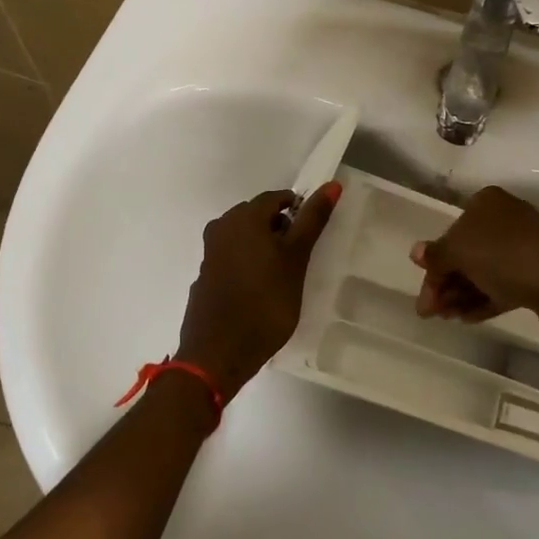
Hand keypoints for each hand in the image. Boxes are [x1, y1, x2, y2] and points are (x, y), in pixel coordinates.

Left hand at [175, 184, 340, 399]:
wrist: (218, 353)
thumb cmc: (265, 302)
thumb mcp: (296, 259)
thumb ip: (312, 221)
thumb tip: (332, 184)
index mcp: (242, 217)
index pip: (277, 198)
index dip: (299, 212)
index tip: (312, 236)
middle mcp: (221, 227)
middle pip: (258, 216)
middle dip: (281, 229)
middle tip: (300, 257)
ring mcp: (210, 254)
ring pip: (245, 238)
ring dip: (265, 248)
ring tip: (284, 275)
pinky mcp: (206, 277)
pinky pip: (233, 259)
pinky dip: (249, 265)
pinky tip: (261, 290)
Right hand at [412, 186, 538, 348]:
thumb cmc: (506, 257)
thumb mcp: (461, 252)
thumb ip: (436, 255)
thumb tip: (416, 252)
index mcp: (486, 203)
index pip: (450, 233)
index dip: (433, 266)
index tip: (424, 299)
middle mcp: (505, 218)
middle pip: (465, 253)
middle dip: (446, 284)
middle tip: (432, 314)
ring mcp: (524, 246)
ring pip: (483, 271)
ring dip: (461, 294)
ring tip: (449, 319)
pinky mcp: (536, 273)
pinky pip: (502, 285)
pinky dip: (482, 300)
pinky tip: (467, 319)